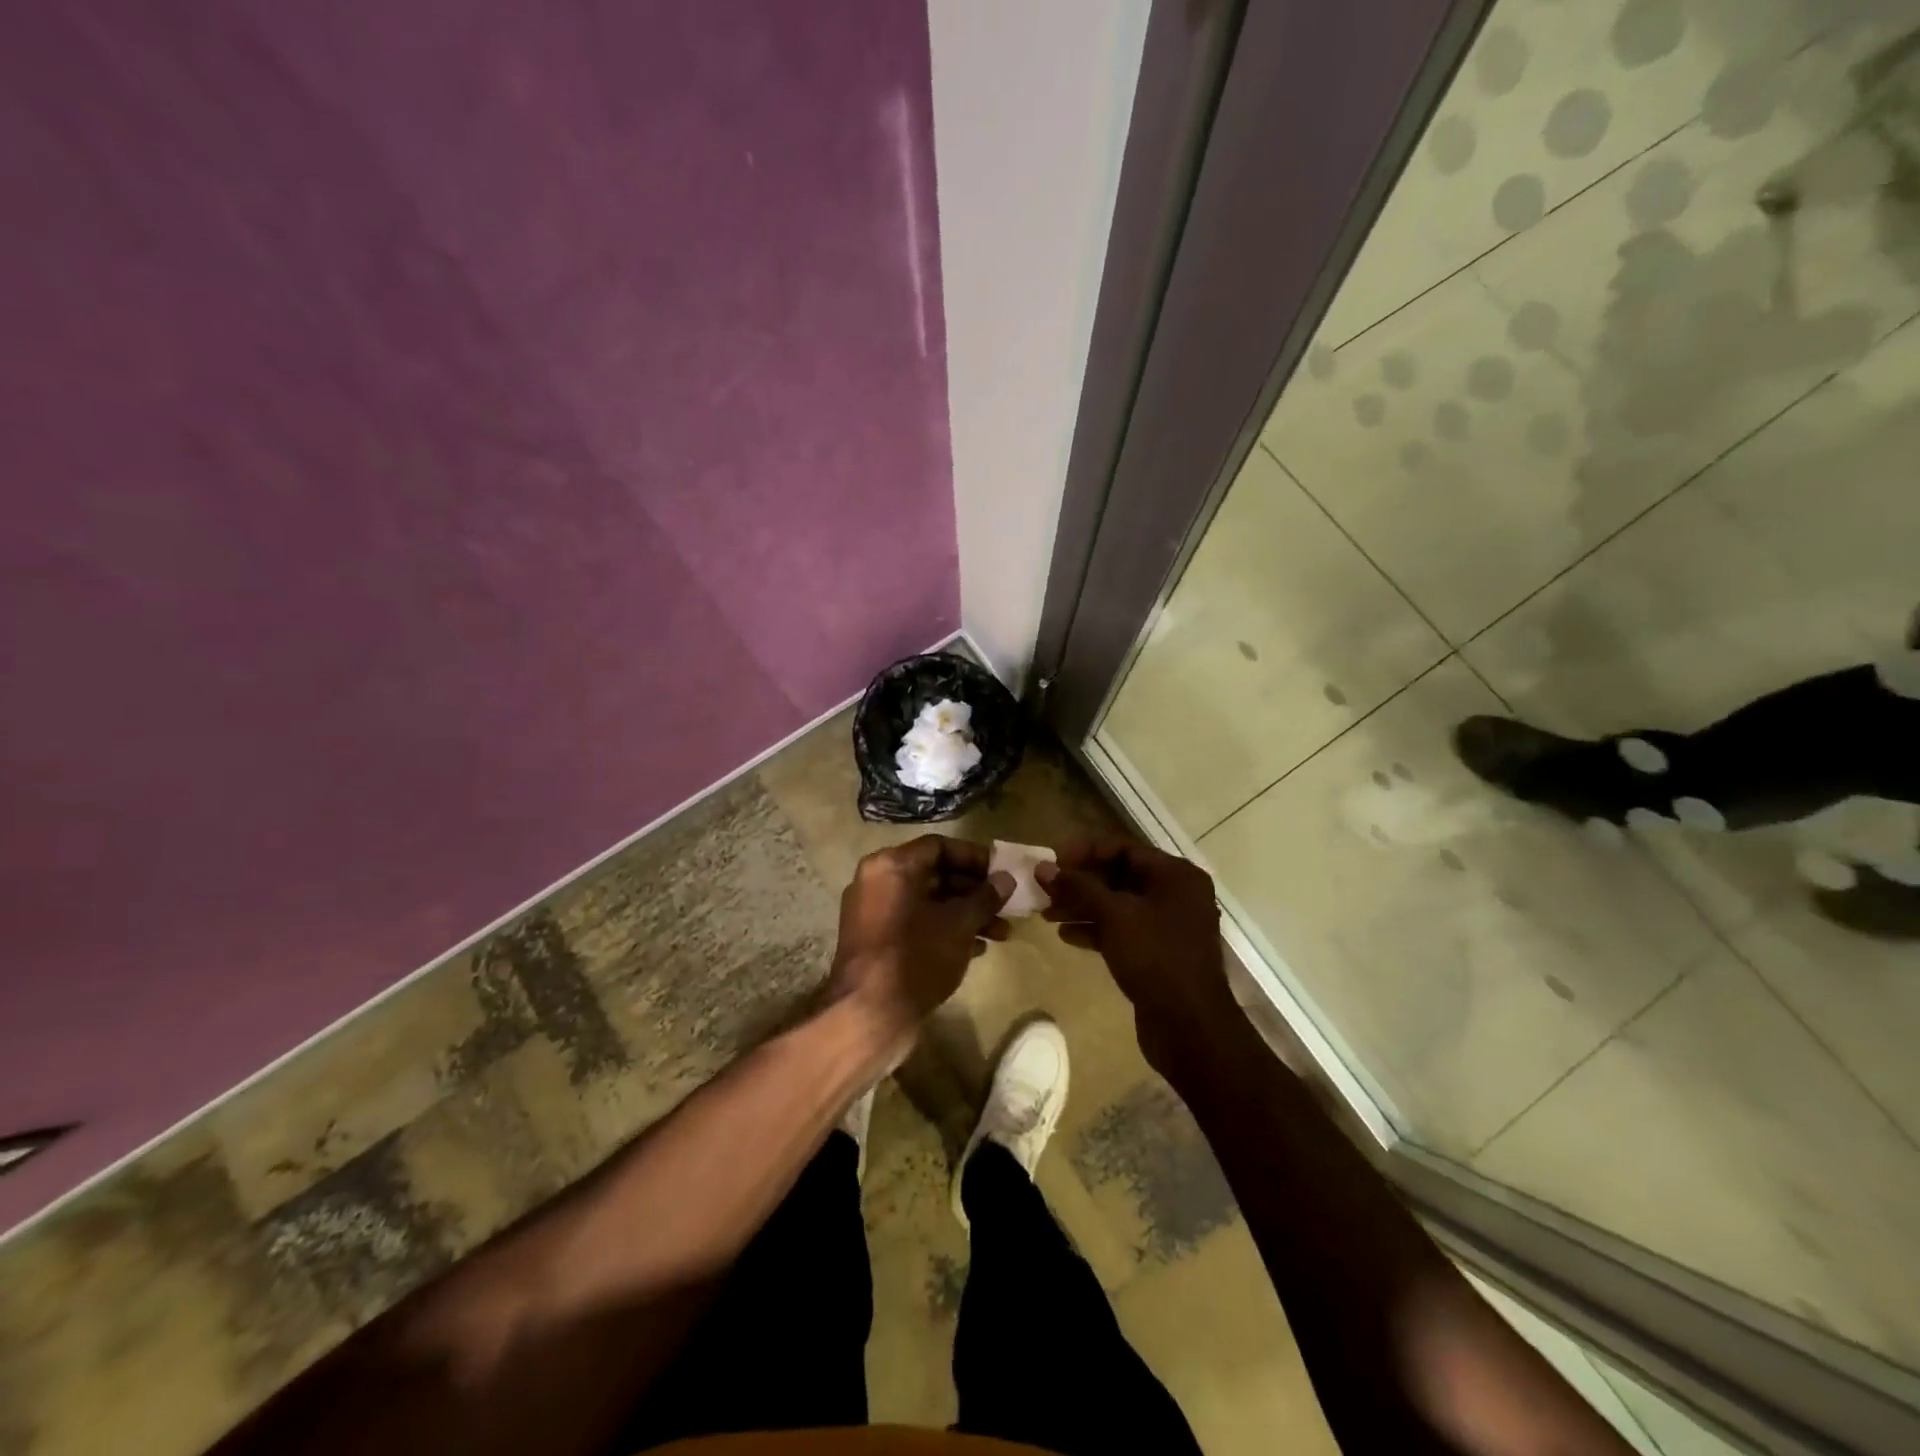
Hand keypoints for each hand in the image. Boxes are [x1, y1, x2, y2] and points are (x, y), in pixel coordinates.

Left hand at [827, 835, 1014, 1067]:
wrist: (869, 1014)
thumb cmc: (916, 956)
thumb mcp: (959, 924)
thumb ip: (985, 897)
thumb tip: (1005, 879)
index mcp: (892, 865)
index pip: (939, 847)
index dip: (975, 857)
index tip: (1002, 873)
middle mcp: (878, 882)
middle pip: (935, 875)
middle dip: (975, 892)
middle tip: (1007, 906)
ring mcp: (874, 913)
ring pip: (928, 903)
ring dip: (966, 914)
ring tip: (1002, 934)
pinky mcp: (876, 942)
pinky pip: (916, 924)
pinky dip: (945, 930)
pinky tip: (977, 949)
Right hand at [1037, 839, 1241, 1078]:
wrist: (1190, 1026)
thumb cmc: (1155, 957)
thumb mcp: (1114, 915)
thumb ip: (1078, 887)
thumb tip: (1043, 868)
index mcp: (1176, 875)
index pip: (1123, 849)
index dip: (1085, 851)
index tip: (1052, 861)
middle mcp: (1176, 895)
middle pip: (1120, 877)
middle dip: (1081, 883)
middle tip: (1045, 890)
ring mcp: (1169, 926)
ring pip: (1119, 906)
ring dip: (1083, 907)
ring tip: (1048, 914)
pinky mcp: (1159, 954)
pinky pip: (1124, 931)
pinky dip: (1097, 930)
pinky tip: (1067, 936)